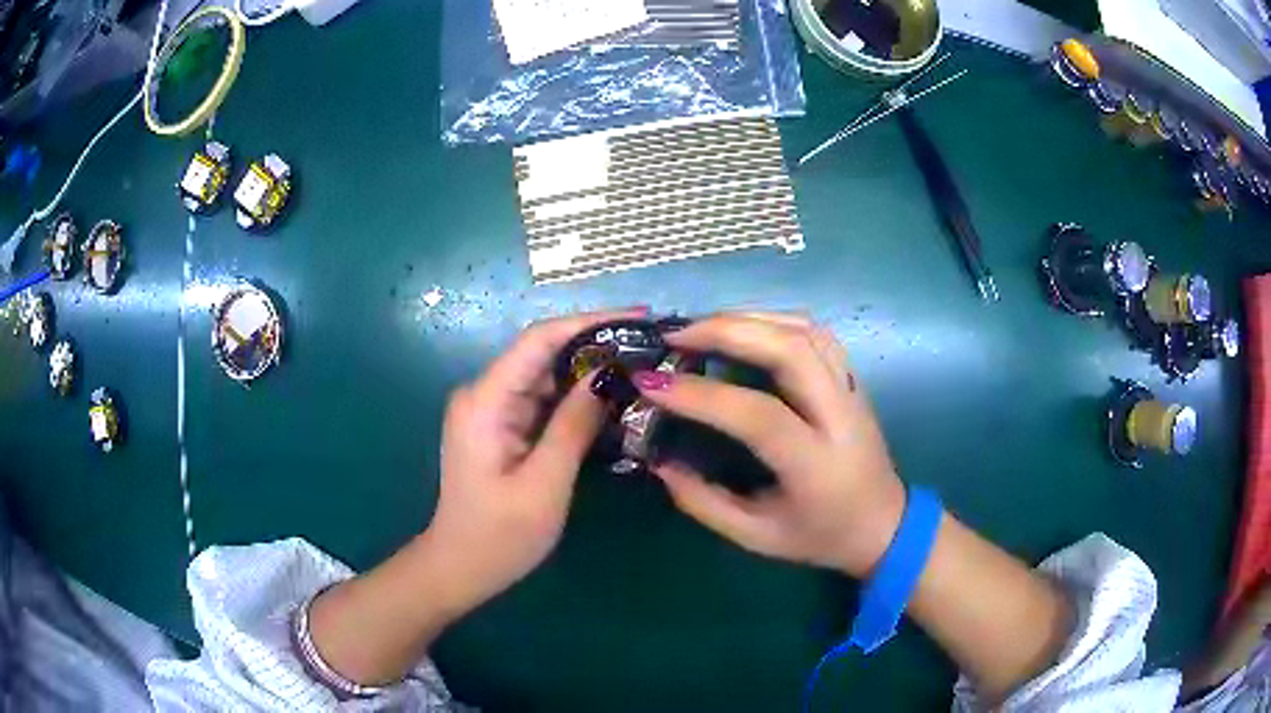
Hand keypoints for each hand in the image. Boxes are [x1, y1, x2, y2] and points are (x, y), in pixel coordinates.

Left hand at [422, 307, 645, 616]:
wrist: (460, 568)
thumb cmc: (500, 536)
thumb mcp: (545, 484)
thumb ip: (574, 425)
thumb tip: (609, 374)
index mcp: (485, 401)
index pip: (539, 340)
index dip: (589, 321)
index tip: (639, 317)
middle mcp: (483, 393)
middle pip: (543, 352)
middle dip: (596, 345)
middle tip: (650, 346)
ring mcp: (490, 409)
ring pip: (545, 375)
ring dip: (589, 371)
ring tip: (641, 367)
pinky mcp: (500, 425)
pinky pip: (542, 399)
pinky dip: (575, 397)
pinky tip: (611, 399)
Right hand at [633, 312, 905, 578]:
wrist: (884, 526)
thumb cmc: (819, 537)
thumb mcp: (756, 537)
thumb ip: (704, 502)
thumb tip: (659, 462)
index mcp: (815, 464)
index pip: (758, 415)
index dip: (702, 395)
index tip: (651, 382)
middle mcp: (839, 417)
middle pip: (790, 349)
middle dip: (728, 331)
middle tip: (676, 335)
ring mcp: (851, 390)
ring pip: (805, 331)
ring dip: (750, 318)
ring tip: (702, 326)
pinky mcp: (852, 379)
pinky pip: (816, 333)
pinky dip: (775, 320)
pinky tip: (744, 327)